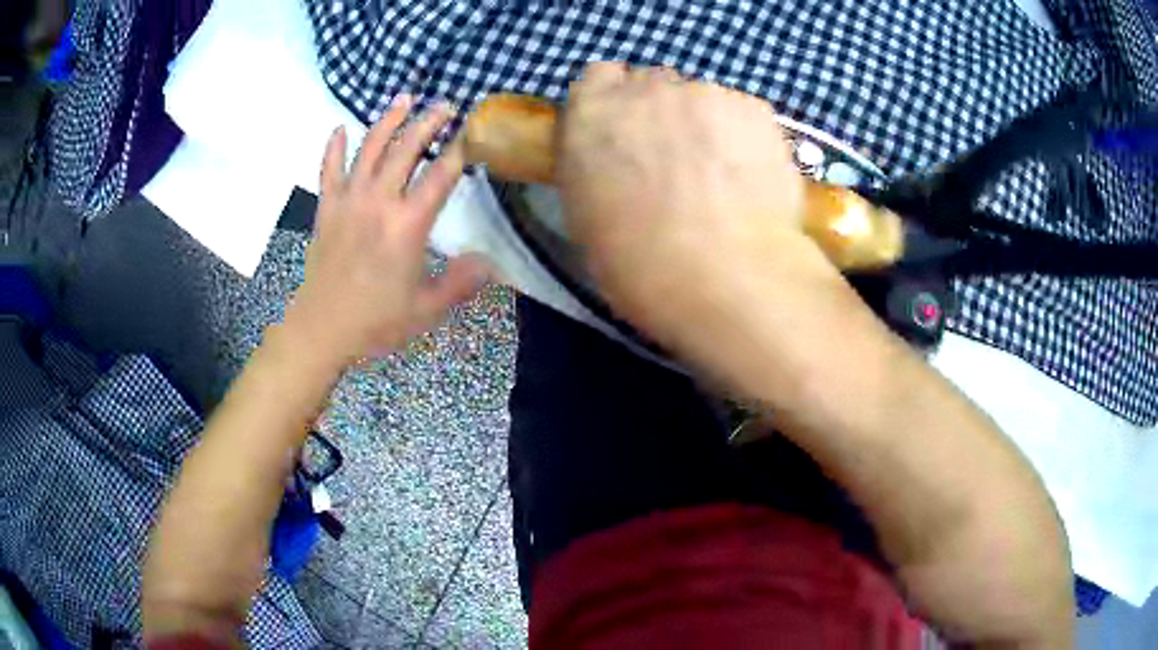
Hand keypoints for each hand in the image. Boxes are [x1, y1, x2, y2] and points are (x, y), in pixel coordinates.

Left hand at [285, 98, 488, 368]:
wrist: (321, 330)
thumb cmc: (375, 322)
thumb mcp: (426, 309)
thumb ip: (460, 282)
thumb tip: (489, 262)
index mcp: (407, 226)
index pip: (440, 176)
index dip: (459, 151)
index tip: (473, 133)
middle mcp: (378, 202)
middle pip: (405, 150)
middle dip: (428, 123)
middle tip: (445, 105)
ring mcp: (348, 201)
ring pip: (368, 149)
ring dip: (387, 121)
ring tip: (404, 99)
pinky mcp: (327, 209)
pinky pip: (329, 170)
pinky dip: (333, 147)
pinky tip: (339, 128)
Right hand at [558, 63, 838, 376]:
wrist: (727, 278)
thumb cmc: (641, 265)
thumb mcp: (587, 217)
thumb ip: (596, 167)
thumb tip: (618, 161)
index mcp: (592, 115)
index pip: (599, 76)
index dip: (614, 100)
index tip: (626, 132)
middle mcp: (646, 89)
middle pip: (653, 82)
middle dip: (661, 111)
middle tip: (677, 159)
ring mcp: (706, 93)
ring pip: (703, 97)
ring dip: (706, 123)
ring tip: (723, 177)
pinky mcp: (755, 108)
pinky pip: (743, 113)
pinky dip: (744, 136)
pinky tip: (751, 178)